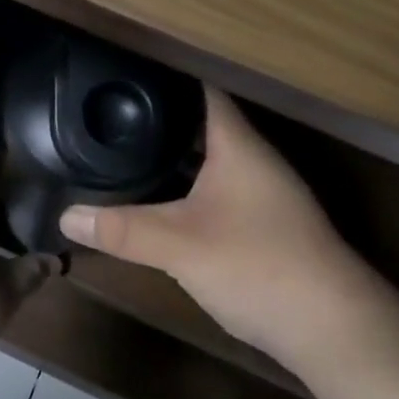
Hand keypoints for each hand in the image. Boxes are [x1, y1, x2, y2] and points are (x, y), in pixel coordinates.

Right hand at [59, 88, 380, 373]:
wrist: (331, 328)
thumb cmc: (258, 265)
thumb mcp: (180, 246)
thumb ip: (122, 229)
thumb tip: (66, 215)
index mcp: (238, 145)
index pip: (202, 90)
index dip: (166, 76)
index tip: (125, 71)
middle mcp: (254, 160)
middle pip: (203, 124)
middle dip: (160, 118)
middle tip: (112, 111)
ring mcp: (264, 194)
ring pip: (211, 160)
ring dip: (176, 155)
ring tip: (126, 148)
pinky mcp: (266, 226)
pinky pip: (218, 190)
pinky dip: (189, 187)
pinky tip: (163, 200)